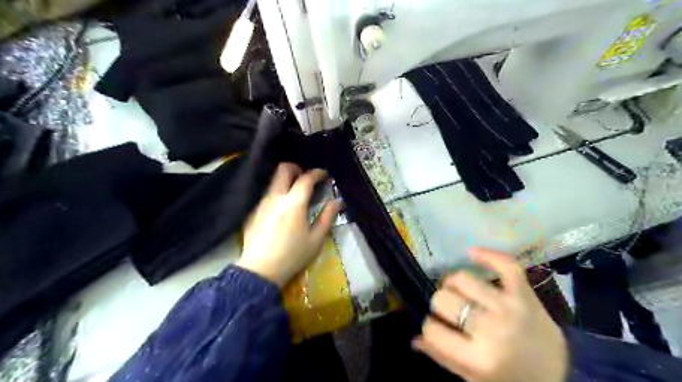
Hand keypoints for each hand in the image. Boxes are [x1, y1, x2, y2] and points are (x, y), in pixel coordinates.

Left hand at [238, 163, 343, 287]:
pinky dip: (277, 193)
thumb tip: (338, 201)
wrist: (260, 270)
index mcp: (294, 203)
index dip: (317, 173)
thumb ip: (327, 217)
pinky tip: (282, 209)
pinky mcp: (253, 211)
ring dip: (285, 180)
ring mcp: (261, 203)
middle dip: (296, 168)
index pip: (306, 178)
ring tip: (295, 194)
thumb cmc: (292, 256)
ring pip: (273, 181)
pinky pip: (266, 194)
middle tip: (306, 178)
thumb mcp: (316, 239)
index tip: (324, 175)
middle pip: (283, 169)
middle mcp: (276, 197)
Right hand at [413, 247, 567, 381]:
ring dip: (453, 283)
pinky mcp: (524, 292)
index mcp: (478, 358)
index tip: (435, 326)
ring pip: (462, 279)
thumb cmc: (511, 378)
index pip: (432, 329)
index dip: (429, 326)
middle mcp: (492, 329)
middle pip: (443, 299)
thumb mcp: (474, 378)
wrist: (560, 373)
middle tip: (448, 309)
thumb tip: (414, 338)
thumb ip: (441, 356)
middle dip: (439, 303)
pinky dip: (486, 254)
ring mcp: (509, 306)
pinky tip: (471, 253)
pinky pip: (504, 264)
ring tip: (458, 290)